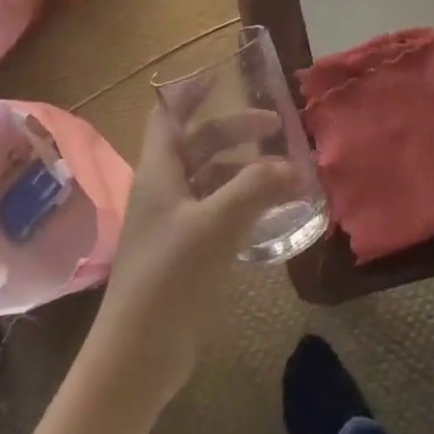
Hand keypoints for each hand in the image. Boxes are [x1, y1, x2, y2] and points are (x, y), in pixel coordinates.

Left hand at [90, 106, 301, 401]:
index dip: (191, 92)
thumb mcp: (216, 225)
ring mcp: (174, 222)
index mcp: (159, 171)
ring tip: (282, 170)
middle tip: (276, 129)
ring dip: (243, 168)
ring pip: (211, 178)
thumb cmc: (169, 277)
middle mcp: (164, 188)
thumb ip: (256, 189)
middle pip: (200, 144)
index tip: (225, 76)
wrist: (137, 357)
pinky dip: (243, 201)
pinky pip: (217, 210)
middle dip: (235, 130)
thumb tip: (296, 167)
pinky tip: (270, 210)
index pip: (169, 115)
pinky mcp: (186, 252)